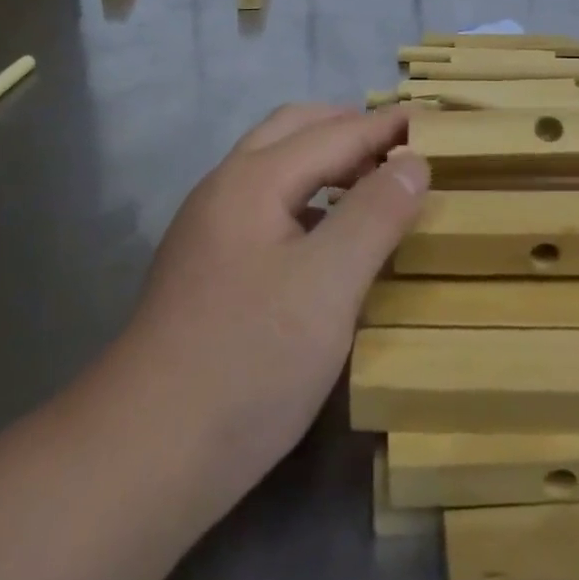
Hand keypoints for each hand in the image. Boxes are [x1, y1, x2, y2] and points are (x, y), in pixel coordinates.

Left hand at [112, 105, 429, 506]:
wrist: (144, 457)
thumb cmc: (248, 361)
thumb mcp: (328, 284)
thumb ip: (375, 214)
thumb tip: (413, 161)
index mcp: (252, 179)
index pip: (334, 133)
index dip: (387, 127)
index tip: (435, 122)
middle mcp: (224, 189)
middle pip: (294, 131)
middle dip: (350, 129)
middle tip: (402, 149)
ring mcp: (209, 229)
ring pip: (276, 168)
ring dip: (326, 161)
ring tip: (374, 185)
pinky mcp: (207, 268)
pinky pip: (267, 206)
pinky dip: (307, 198)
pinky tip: (329, 236)